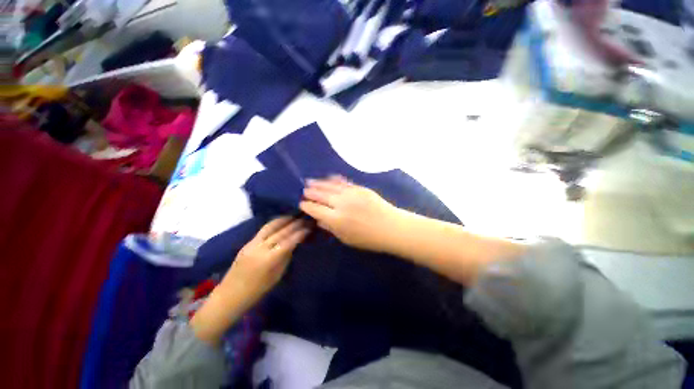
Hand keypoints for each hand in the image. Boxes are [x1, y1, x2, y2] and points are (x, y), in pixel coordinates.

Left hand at [191, 216, 308, 345]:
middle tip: (305, 218)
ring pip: (269, 227)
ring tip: (293, 216)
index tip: (309, 227)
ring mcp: (252, 244)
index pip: (288, 241)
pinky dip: (272, 225)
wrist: (233, 292)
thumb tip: (292, 247)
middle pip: (279, 232)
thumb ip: (284, 260)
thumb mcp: (275, 278)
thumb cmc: (256, 291)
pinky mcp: (247, 244)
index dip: (299, 233)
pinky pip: (262, 231)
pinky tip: (279, 223)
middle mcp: (260, 247)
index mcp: (269, 259)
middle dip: (293, 224)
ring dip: (282, 220)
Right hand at [299, 176, 400, 251]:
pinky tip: (328, 178)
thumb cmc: (369, 239)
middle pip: (321, 195)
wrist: (392, 228)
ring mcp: (351, 194)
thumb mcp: (347, 239)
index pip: (316, 210)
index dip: (307, 206)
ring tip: (310, 181)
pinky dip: (334, 180)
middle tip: (303, 190)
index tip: (301, 203)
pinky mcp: (360, 188)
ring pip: (331, 186)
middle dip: (311, 192)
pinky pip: (343, 182)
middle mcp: (341, 204)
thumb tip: (318, 220)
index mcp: (336, 219)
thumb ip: (331, 228)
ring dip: (319, 183)